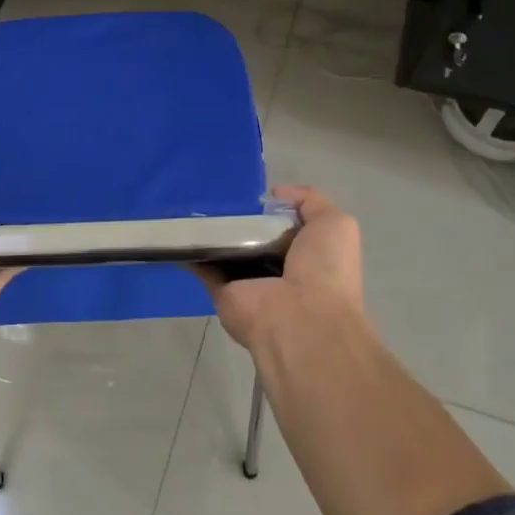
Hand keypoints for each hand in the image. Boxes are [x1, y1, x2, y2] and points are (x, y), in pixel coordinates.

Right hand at [198, 186, 367, 350]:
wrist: (300, 320)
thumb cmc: (325, 271)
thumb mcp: (335, 224)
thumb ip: (310, 202)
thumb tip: (275, 193)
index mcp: (307, 256)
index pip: (285, 227)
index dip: (272, 209)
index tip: (253, 195)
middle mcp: (277, 270)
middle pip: (252, 237)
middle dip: (238, 217)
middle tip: (220, 196)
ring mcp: (248, 282)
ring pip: (225, 250)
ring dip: (211, 231)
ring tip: (194, 204)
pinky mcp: (221, 291)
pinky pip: (202, 266)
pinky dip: (189, 250)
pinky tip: (179, 228)